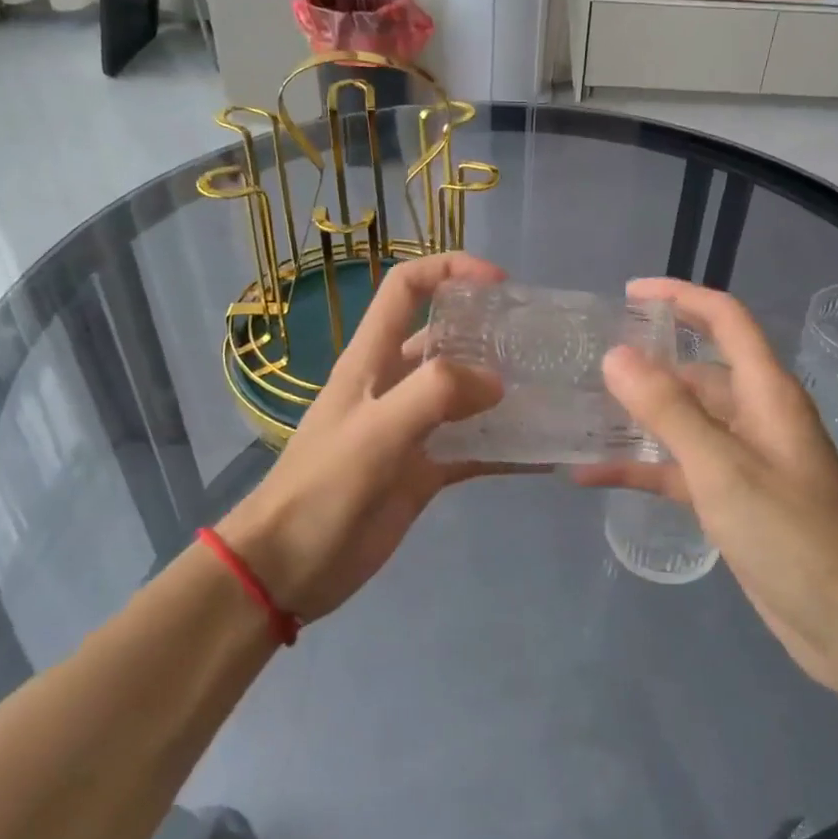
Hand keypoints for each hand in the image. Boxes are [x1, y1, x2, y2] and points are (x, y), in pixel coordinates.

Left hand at [217, 252, 508, 621]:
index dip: (449, 270)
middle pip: (444, 339)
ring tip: (549, 392)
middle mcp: (393, 385)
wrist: (288, 568)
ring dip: (501, 391)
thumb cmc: (322, 489)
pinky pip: (471, 450)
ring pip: (463, 395)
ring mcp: (410, 429)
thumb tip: (496, 382)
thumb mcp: (375, 432)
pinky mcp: (422, 471)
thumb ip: (434, 395)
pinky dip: (502, 448)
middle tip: (537, 343)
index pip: (406, 289)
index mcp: (371, 360)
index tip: (499, 282)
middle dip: (488, 331)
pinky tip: (540, 454)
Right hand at [577, 278, 837, 693]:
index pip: (724, 319)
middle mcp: (756, 416)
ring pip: (684, 422)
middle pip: (697, 370)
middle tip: (587, 364)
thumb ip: (667, 410)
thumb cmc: (794, 536)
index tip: (628, 294)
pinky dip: (643, 468)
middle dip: (647, 362)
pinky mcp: (734, 500)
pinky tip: (593, 475)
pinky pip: (680, 469)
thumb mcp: (722, 468)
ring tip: (581, 414)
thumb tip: (615, 355)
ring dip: (639, 418)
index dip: (679, 296)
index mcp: (765, 392)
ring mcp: (744, 460)